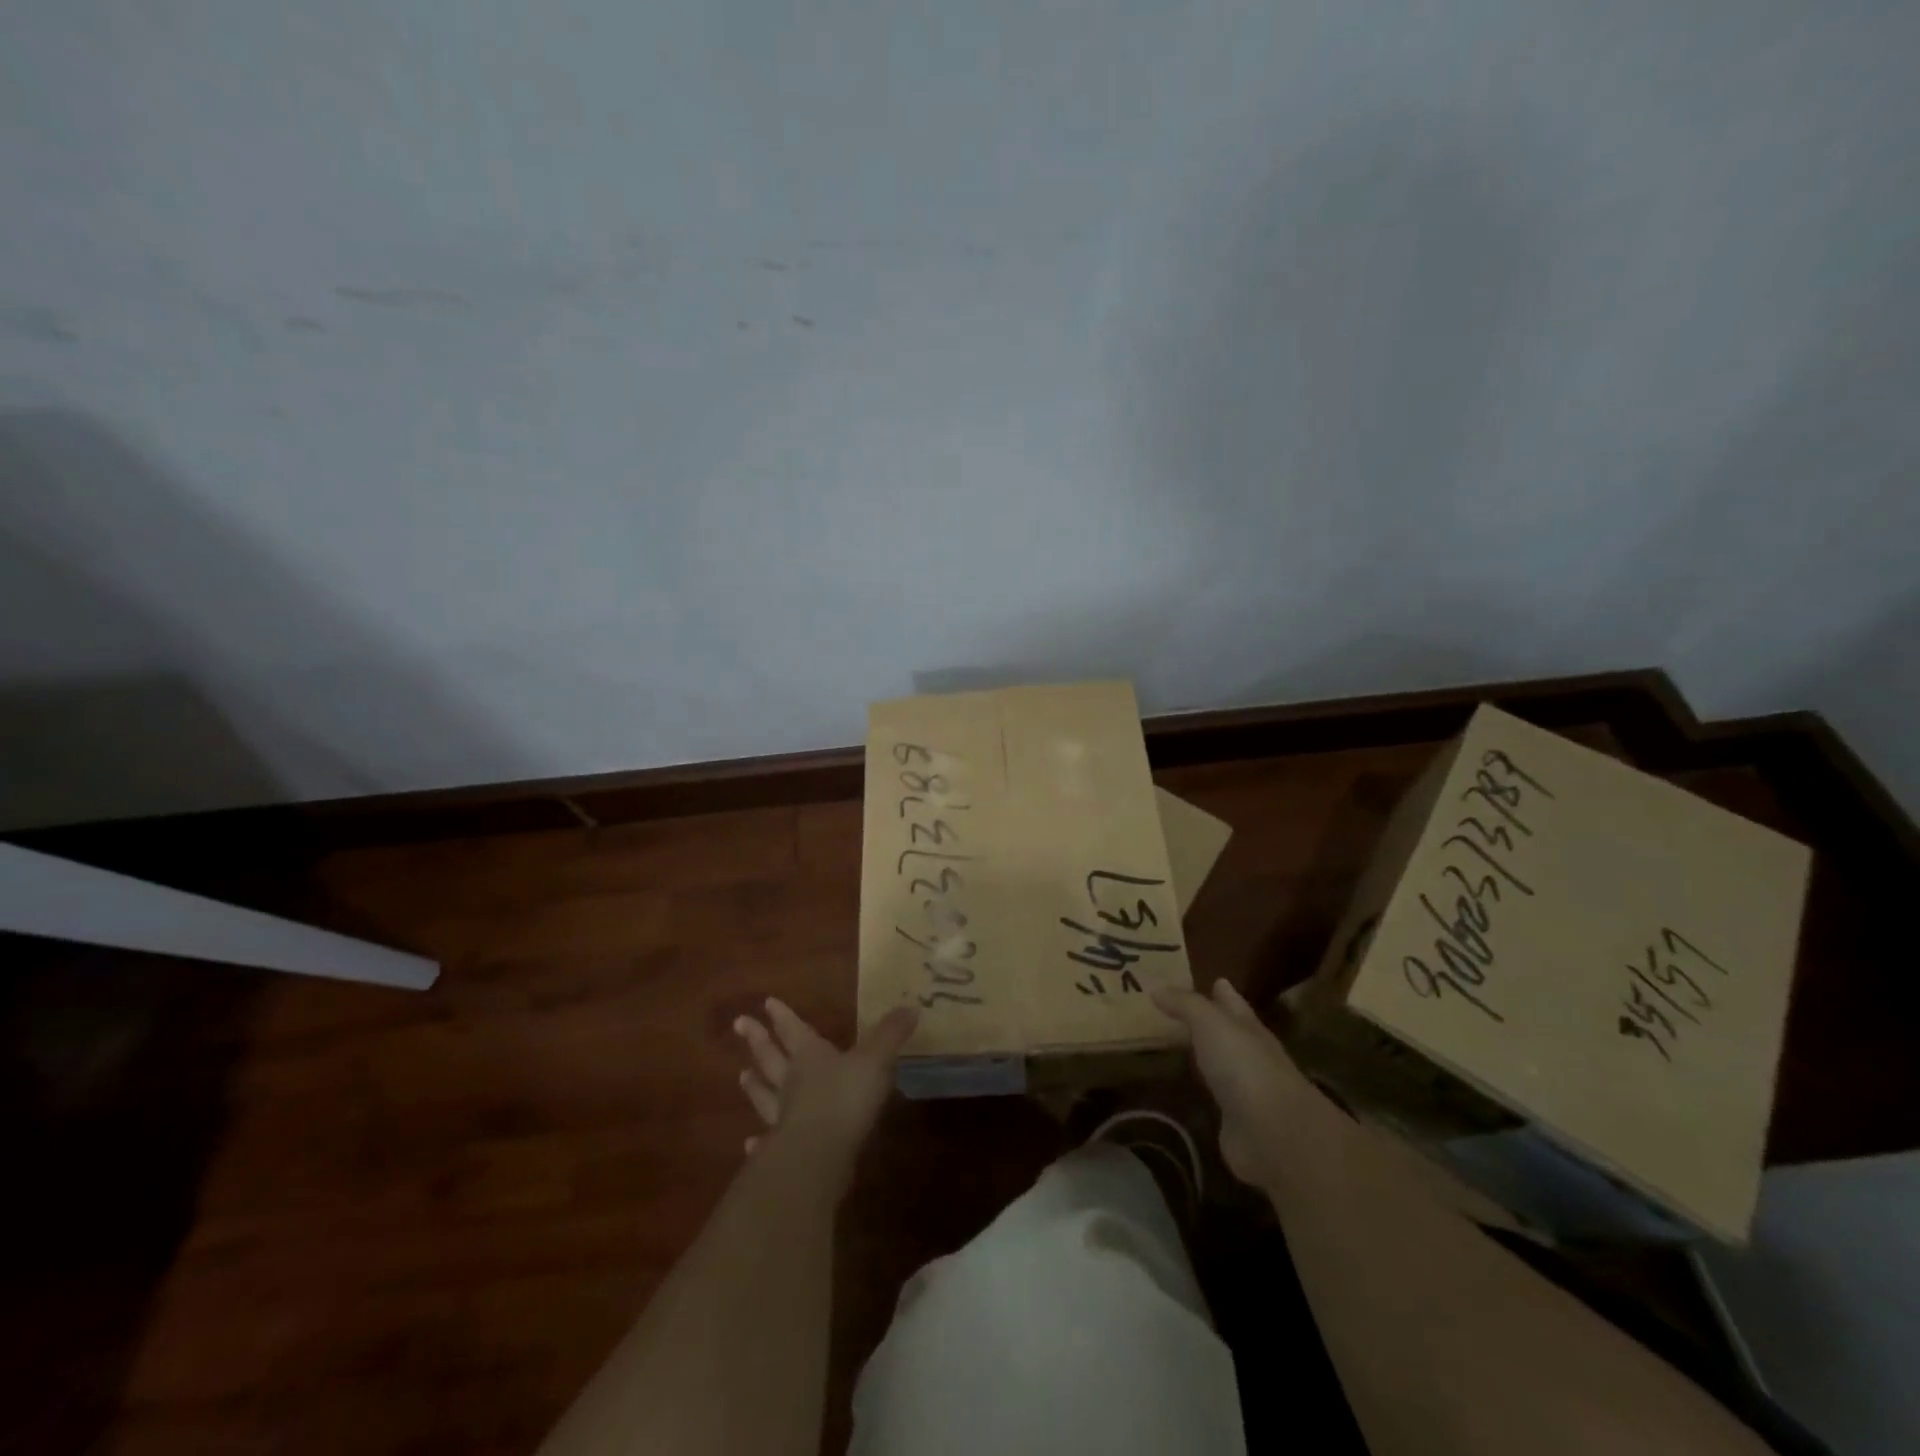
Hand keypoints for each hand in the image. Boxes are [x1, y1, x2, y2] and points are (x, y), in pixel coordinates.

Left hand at [732, 998, 917, 1190]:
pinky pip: (767, 1141)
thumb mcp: (876, 1059)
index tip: (765, 1002)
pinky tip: (750, 1144)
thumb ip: (891, 1034)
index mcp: (810, 1056)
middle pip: (771, 1057)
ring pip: (765, 1095)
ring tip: (741, 1076)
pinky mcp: (782, 1150)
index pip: (794, 1030)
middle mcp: (791, 1082)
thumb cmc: (846, 1097)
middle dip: (758, 1040)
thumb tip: (911, 1007)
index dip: (782, 1016)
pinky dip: (758, 1142)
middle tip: (739, 1024)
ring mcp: (782, 1117)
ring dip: (754, 1086)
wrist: (819, 1154)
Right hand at [1154, 979, 1313, 1186]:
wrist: (1271, 1132)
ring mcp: (1245, 1090)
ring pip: (1220, 1064)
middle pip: (1228, 1033)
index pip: (1233, 1003)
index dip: (1222, 992)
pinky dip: (1202, 1090)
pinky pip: (1214, 1097)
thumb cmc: (1242, 1065)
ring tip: (1175, 1045)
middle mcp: (1249, 1055)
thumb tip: (1156, 988)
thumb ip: (1184, 1004)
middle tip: (1179, 1012)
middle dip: (1210, 1022)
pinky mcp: (1235, 1121)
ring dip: (1204, 1056)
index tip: (1212, 979)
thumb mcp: (1209, 1022)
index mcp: (1248, 1027)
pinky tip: (1186, 1087)